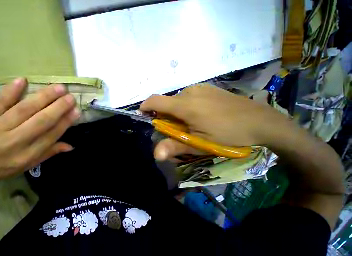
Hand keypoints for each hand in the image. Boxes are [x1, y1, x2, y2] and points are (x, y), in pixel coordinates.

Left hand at [0, 78, 79, 186]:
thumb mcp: (25, 166)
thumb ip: (48, 153)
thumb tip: (70, 146)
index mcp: (26, 156)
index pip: (51, 136)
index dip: (65, 122)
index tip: (76, 111)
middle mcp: (14, 142)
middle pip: (41, 121)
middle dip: (58, 108)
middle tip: (71, 97)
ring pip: (24, 109)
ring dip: (43, 97)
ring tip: (58, 88)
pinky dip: (11, 90)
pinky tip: (23, 80)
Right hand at [140, 84, 286, 160]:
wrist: (262, 121)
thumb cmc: (229, 134)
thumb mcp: (200, 143)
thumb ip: (175, 146)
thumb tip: (155, 154)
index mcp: (185, 105)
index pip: (155, 100)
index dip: (145, 106)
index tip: (143, 115)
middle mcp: (189, 92)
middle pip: (165, 101)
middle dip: (162, 114)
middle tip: (173, 127)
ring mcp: (199, 88)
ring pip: (176, 99)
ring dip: (174, 111)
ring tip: (187, 122)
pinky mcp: (207, 88)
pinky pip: (187, 96)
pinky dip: (184, 105)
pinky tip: (198, 114)